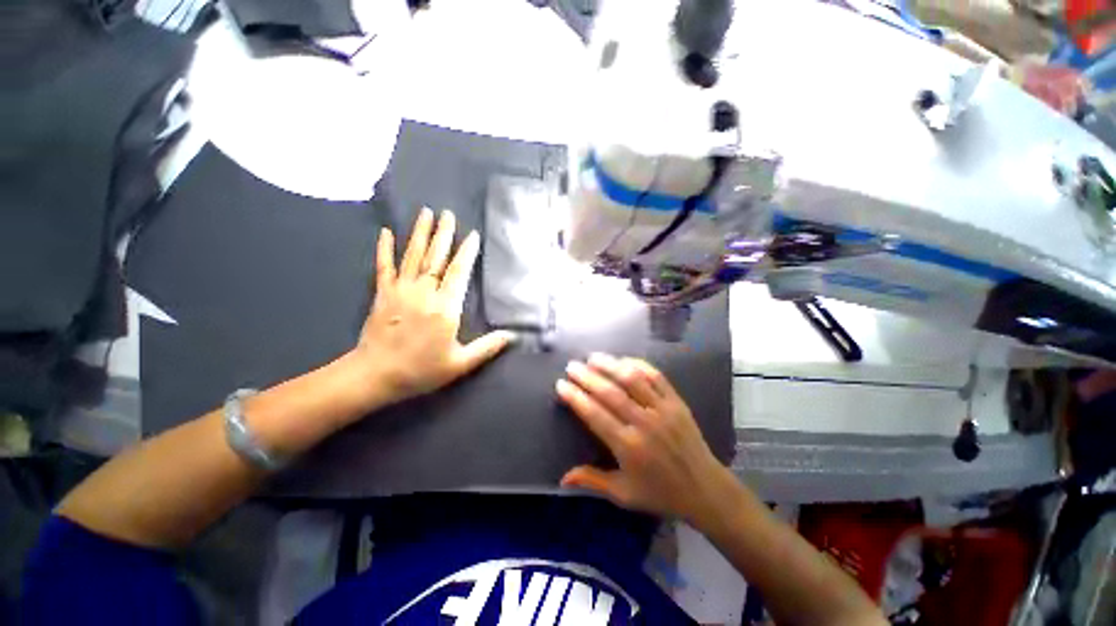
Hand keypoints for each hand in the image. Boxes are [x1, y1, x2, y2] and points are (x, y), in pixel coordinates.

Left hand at [349, 208, 513, 408]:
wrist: (375, 376)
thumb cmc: (421, 370)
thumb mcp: (460, 364)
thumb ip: (488, 347)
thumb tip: (513, 336)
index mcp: (445, 308)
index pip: (459, 273)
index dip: (466, 252)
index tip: (472, 235)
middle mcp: (424, 293)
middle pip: (436, 258)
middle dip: (444, 234)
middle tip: (448, 213)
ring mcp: (401, 290)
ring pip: (413, 256)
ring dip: (420, 233)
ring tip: (425, 212)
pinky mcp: (382, 294)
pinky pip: (384, 266)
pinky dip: (384, 249)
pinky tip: (385, 232)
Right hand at [556, 353, 728, 520]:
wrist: (704, 489)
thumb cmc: (660, 493)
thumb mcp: (624, 494)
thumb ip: (592, 481)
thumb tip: (562, 478)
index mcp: (628, 447)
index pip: (595, 415)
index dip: (576, 398)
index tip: (561, 385)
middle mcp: (644, 424)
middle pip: (610, 393)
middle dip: (588, 377)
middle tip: (572, 366)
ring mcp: (663, 410)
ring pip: (633, 380)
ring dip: (611, 365)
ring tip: (593, 357)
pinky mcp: (677, 402)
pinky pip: (656, 377)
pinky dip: (639, 365)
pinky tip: (624, 360)